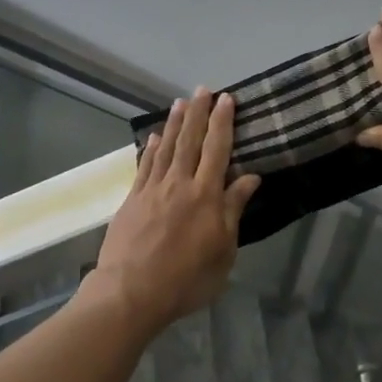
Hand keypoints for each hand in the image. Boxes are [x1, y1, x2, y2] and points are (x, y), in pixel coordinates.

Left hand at [85, 89, 260, 339]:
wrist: (131, 293)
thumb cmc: (186, 279)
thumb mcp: (223, 251)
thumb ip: (234, 210)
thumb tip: (250, 177)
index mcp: (206, 195)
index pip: (218, 149)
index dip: (223, 122)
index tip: (228, 99)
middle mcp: (179, 184)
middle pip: (191, 141)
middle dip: (199, 113)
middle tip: (203, 88)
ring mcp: (153, 190)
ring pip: (167, 148)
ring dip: (176, 123)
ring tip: (181, 102)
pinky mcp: (132, 200)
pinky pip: (145, 166)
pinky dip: (152, 148)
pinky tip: (155, 136)